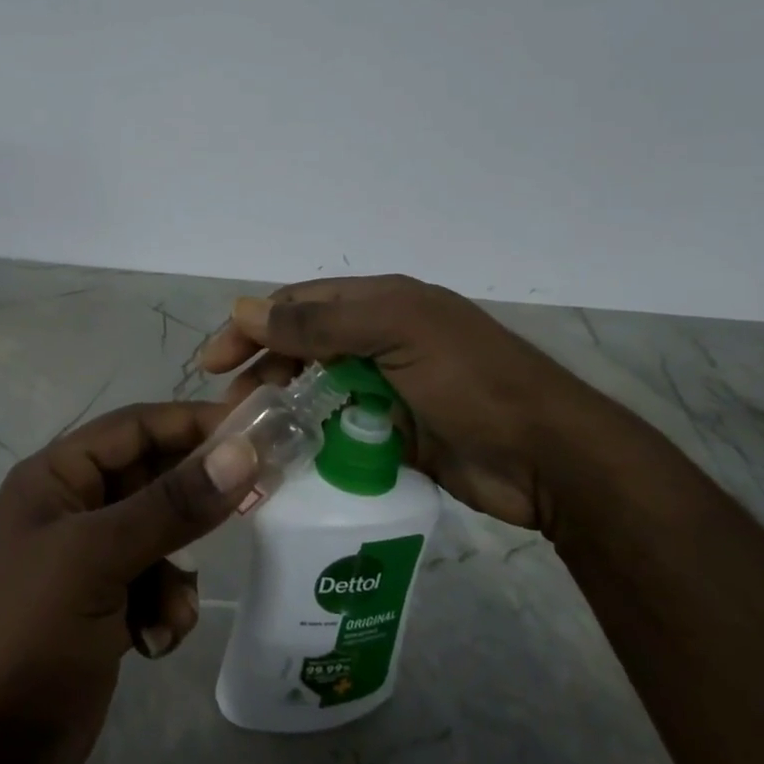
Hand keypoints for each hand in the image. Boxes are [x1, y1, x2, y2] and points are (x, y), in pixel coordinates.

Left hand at [0, 402, 257, 763]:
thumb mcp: (99, 558)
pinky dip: (165, 607)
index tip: (254, 430)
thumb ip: (172, 504)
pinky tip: (152, 642)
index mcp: (56, 477)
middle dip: (195, 502)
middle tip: (255, 502)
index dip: (191, 423)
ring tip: (168, 610)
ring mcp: (88, 559)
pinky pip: (156, 583)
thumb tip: (242, 452)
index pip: (134, 427)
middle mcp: (73, 507)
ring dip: (176, 572)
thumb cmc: (30, 634)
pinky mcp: (104, 604)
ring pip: (162, 536)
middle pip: (153, 480)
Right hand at [199, 275, 620, 534]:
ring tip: (256, 437)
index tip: (213, 362)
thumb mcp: (396, 334)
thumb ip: (319, 325)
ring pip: (318, 391)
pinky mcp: (395, 433)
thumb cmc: (472, 382)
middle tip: (232, 406)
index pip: (300, 305)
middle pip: (303, 348)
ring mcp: (388, 388)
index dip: (253, 326)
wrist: (550, 460)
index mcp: (382, 304)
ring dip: (285, 407)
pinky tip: (289, 459)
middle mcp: (381, 339)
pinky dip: (313, 441)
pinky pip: (340, 431)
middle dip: (263, 369)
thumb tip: (244, 309)